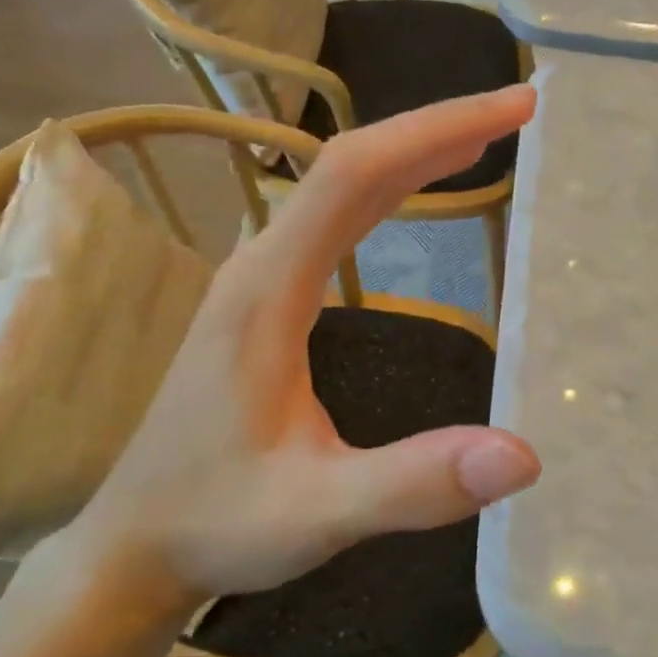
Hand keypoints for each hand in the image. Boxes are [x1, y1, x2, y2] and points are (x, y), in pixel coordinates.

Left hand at [64, 86, 542, 605]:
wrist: (135, 545)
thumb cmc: (217, 523)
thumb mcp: (318, 512)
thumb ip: (413, 483)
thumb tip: (522, 456)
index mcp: (269, 289)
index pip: (356, 175)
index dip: (435, 131)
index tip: (512, 111)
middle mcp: (260, 265)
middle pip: (350, 165)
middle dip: (435, 131)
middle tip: (515, 114)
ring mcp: (258, 280)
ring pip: (339, 188)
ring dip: (411, 155)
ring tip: (481, 140)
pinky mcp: (264, 300)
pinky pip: (331, 220)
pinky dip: (385, 191)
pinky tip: (413, 197)